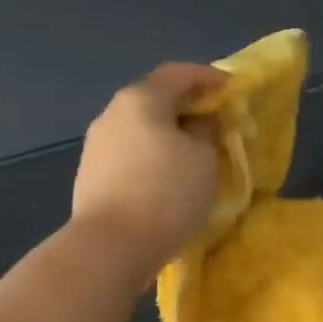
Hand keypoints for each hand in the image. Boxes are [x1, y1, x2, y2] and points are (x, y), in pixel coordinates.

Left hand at [72, 63, 222, 277]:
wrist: (109, 247)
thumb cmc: (165, 193)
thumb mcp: (204, 159)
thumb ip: (207, 131)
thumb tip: (199, 123)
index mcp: (140, 99)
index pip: (178, 73)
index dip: (208, 78)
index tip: (231, 89)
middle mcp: (112, 114)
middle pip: (155, 99)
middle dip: (187, 108)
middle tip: (215, 123)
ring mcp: (97, 146)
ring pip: (141, 129)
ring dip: (168, 136)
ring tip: (194, 154)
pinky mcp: (91, 176)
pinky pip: (130, 155)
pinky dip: (152, 157)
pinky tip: (167, 178)